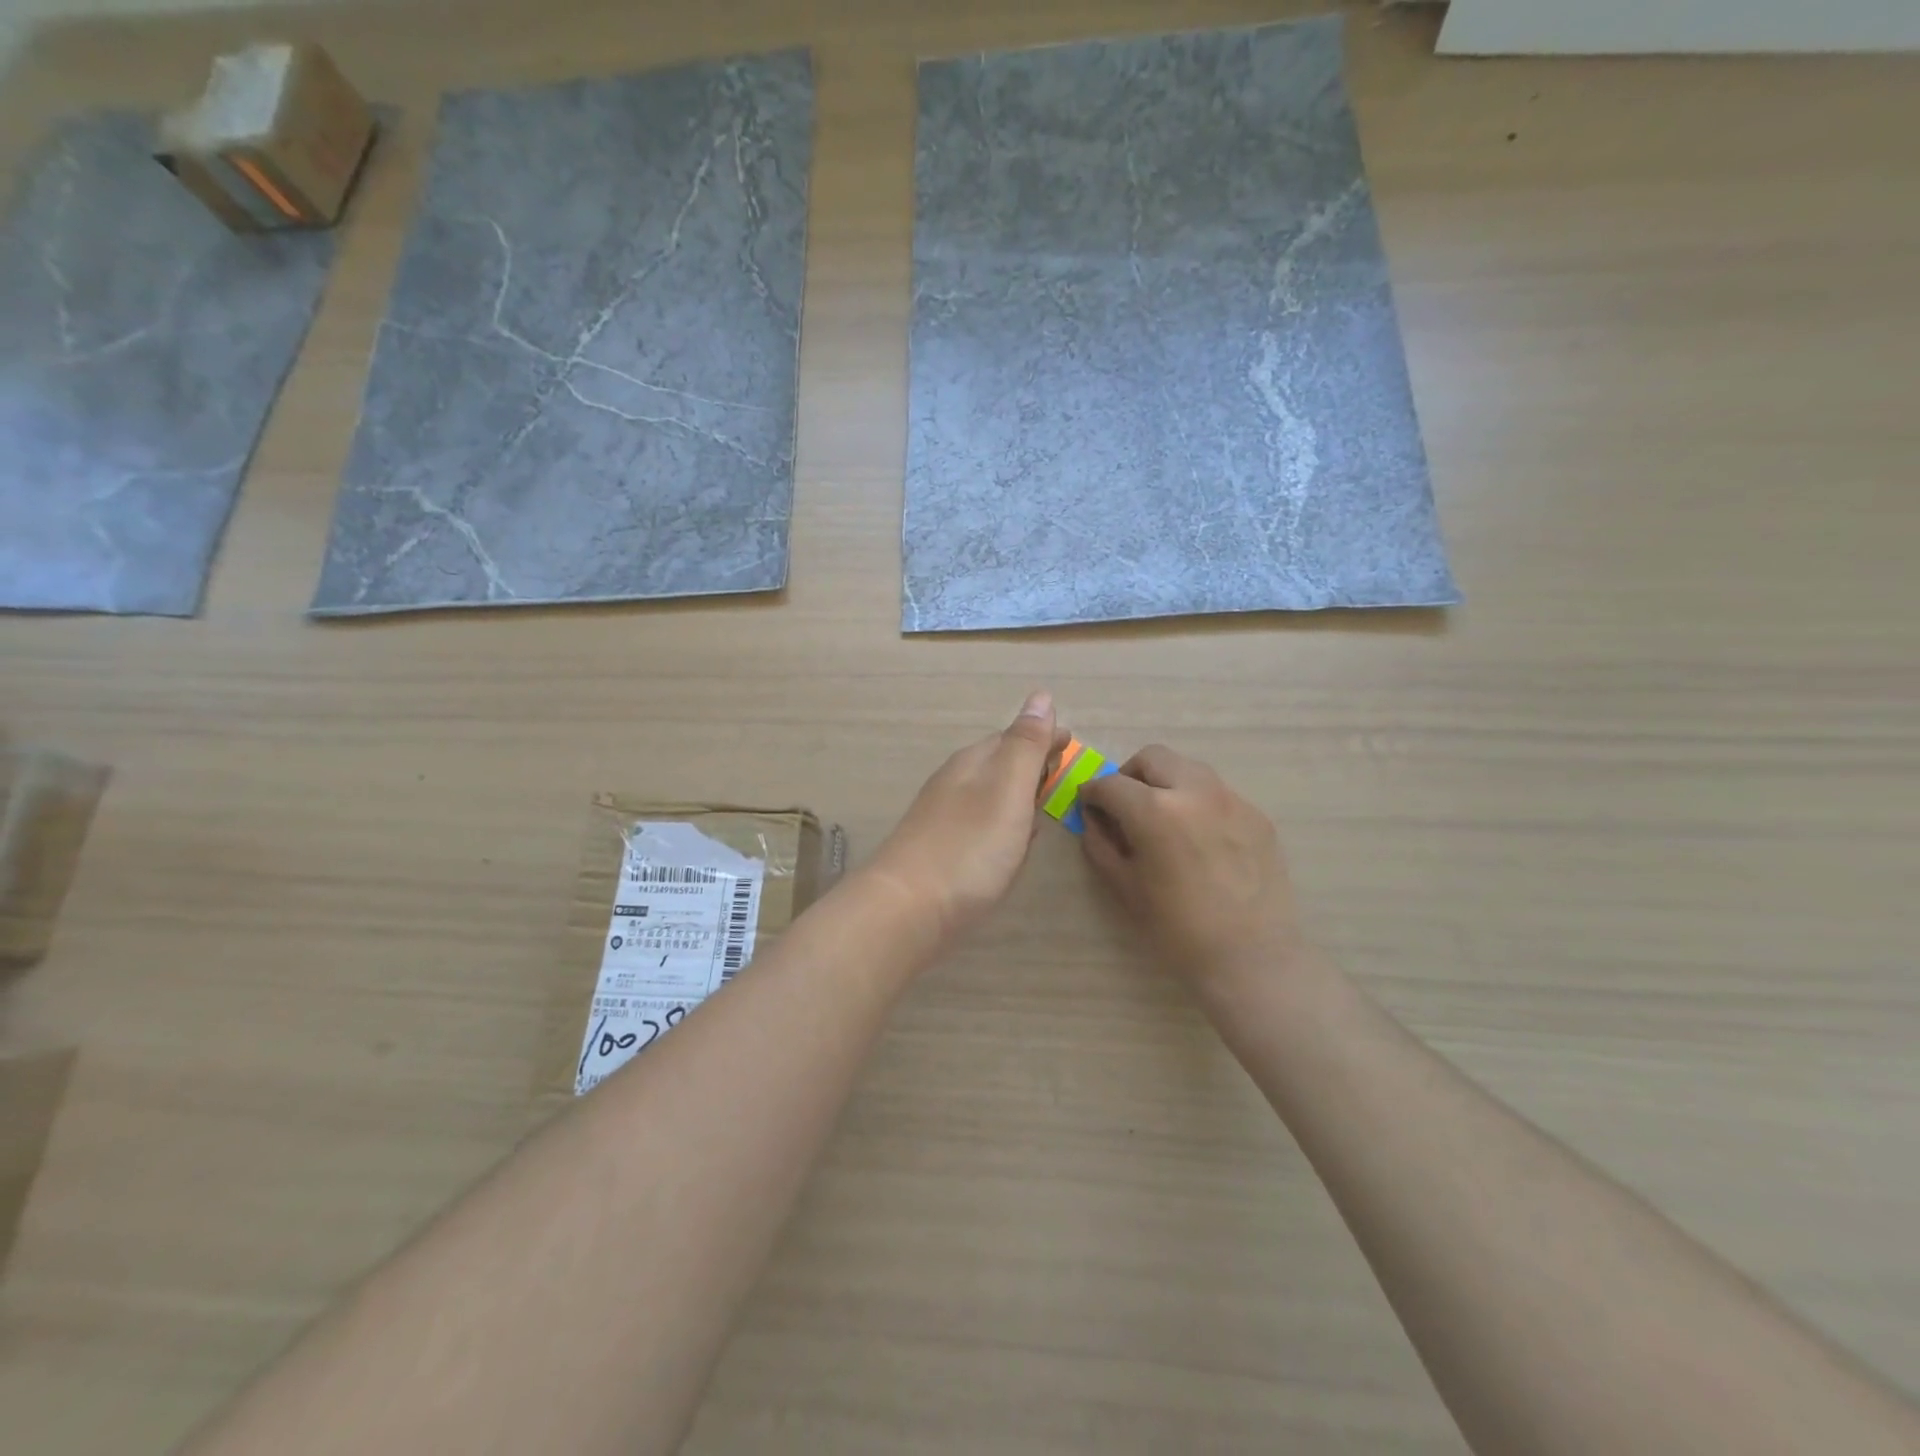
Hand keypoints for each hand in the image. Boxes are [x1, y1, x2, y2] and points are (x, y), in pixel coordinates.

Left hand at [864, 691, 1070, 945]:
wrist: (907, 910)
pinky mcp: (943, 853)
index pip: (1013, 737)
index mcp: (973, 764)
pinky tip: (1012, 840)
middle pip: (1000, 764)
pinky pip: (983, 825)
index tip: (1070, 740)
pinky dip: (1004, 822)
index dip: (1044, 737)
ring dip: (1018, 792)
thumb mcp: (1007, 788)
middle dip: (1031, 761)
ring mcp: (945, 819)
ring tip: (1042, 798)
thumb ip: (1026, 745)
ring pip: (991, 795)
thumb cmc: (968, 846)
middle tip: (1060, 766)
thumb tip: (1041, 695)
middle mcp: (956, 785)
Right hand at [1077, 745, 1301, 986]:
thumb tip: (1093, 818)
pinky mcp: (1257, 814)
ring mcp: (1232, 799)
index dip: (1092, 793)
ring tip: (1163, 817)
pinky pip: (1217, 793)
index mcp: (1155, 811)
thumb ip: (1100, 843)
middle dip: (1130, 775)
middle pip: (1152, 758)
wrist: (1251, 958)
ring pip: (1188, 768)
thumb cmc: (1177, 929)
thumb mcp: (1124, 887)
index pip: (1110, 783)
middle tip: (1125, 805)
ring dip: (1166, 782)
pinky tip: (1198, 838)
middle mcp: (1194, 791)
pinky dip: (1197, 802)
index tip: (1088, 805)